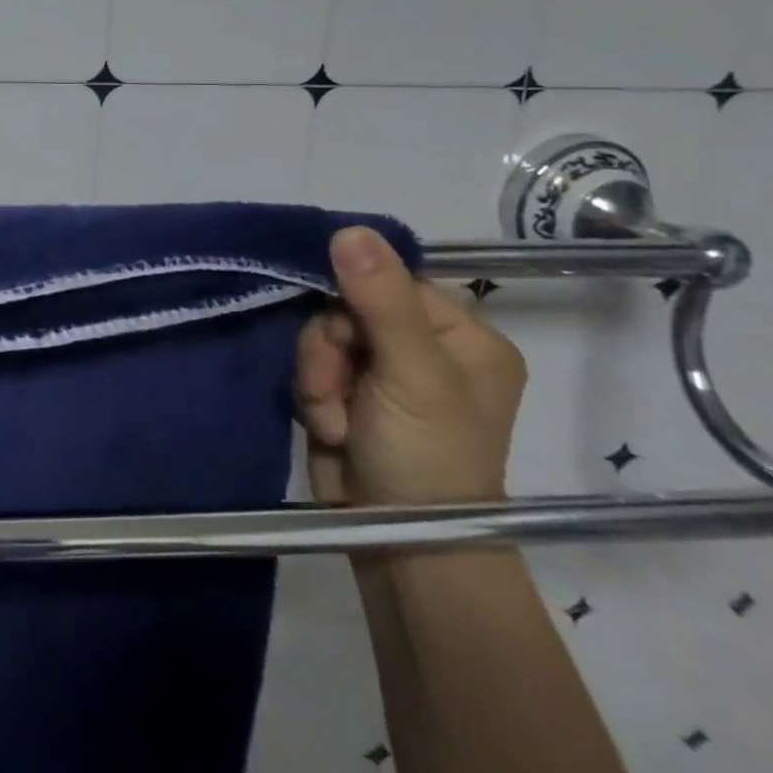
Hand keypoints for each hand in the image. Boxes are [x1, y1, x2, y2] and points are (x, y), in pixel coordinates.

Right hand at [296, 226, 525, 505]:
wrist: (400, 545)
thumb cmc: (427, 455)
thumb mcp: (411, 373)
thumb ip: (379, 299)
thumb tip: (348, 227)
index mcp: (461, 336)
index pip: (391, 280)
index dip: (354, 295)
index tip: (345, 332)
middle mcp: (423, 349)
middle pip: (347, 308)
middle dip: (330, 349)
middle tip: (338, 385)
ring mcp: (381, 375)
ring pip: (320, 339)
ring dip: (317, 376)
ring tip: (335, 418)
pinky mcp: (346, 396)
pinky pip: (311, 369)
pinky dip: (312, 397)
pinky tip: (330, 427)